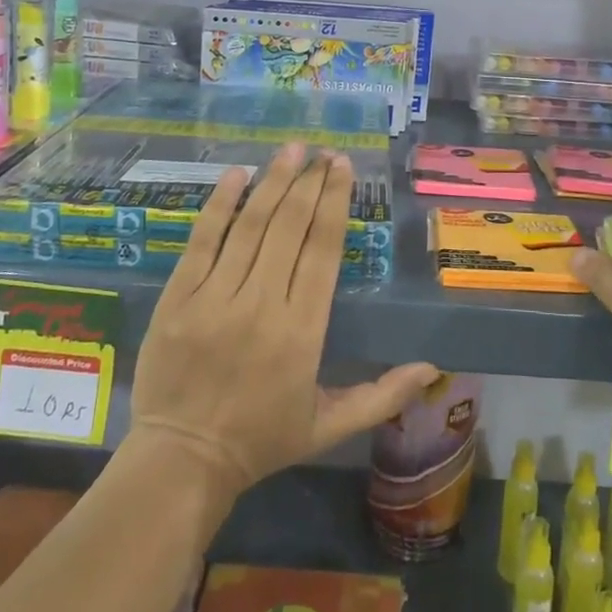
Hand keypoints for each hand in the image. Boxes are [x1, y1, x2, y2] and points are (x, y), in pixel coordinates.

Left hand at [130, 144, 438, 495]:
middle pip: (290, 227)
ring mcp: (215, 298)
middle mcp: (261, 304)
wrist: (181, 462)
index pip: (322, 249)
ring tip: (291, 150)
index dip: (334, 202)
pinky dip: (220, 205)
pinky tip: (237, 174)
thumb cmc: (262, 440)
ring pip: (250, 226)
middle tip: (322, 152)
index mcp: (302, 331)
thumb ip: (382, 396)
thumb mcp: (330, 426)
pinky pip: (201, 241)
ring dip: (273, 182)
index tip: (342, 167)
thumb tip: (433, 368)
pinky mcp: (178, 298)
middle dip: (309, 182)